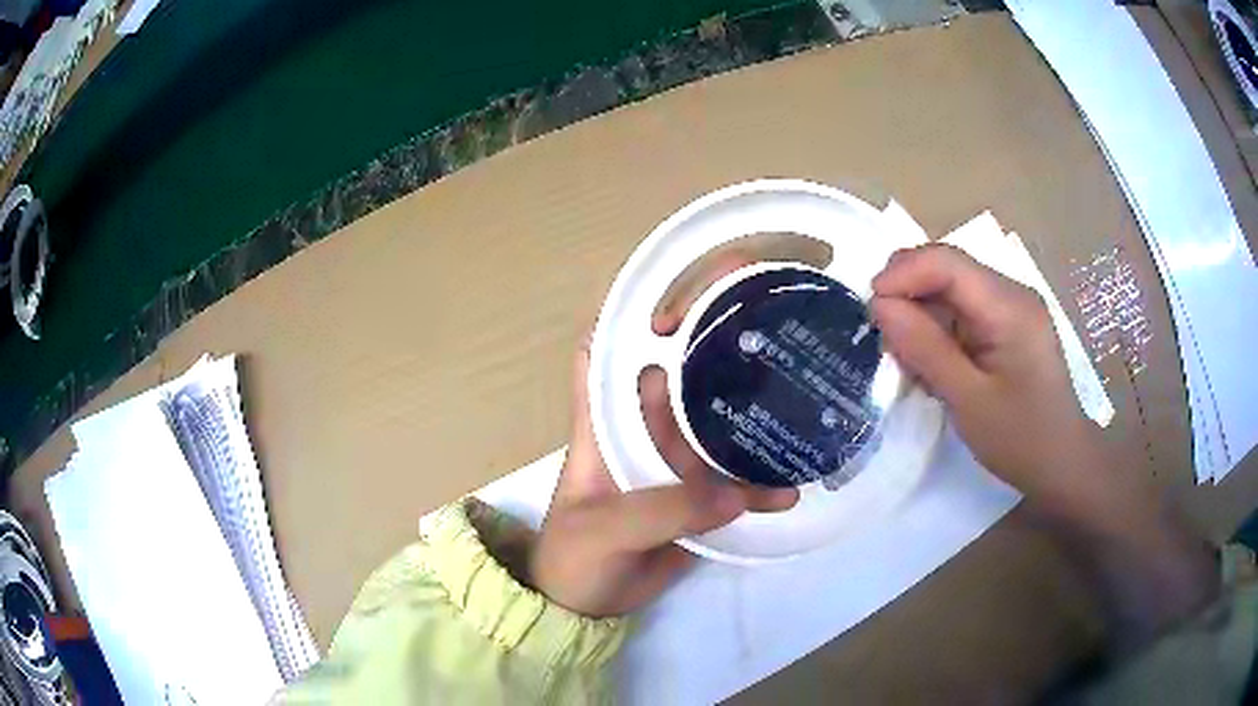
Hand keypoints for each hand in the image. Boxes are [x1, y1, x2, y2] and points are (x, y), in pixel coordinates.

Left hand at [528, 256, 796, 617]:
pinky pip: (730, 481)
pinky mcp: (694, 498)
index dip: (625, 320)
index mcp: (602, 427)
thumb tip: (735, 496)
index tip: (670, 299)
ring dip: (744, 410)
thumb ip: (662, 512)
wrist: (587, 608)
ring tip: (792, 390)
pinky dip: (758, 484)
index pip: (600, 355)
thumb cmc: (575, 559)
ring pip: (710, 423)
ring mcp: (670, 466)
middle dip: (706, 344)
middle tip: (757, 320)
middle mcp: (638, 434)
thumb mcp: (605, 530)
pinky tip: (789, 486)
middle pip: (670, 375)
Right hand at [870, 244, 1108, 518]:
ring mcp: (1011, 306)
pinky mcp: (1007, 323)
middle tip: (885, 341)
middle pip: (946, 269)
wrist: (1062, 464)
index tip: (870, 311)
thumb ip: (925, 348)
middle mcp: (1011, 292)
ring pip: (950, 289)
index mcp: (1008, 305)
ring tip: (910, 362)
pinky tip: (934, 364)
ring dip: (921, 316)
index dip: (901, 274)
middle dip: (908, 295)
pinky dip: (939, 330)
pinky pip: (963, 310)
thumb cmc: (1020, 439)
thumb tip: (879, 304)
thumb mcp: (968, 400)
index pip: (946, 262)